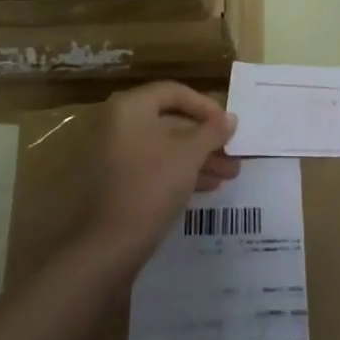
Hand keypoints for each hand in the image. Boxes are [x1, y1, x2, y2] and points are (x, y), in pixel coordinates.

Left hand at [81, 82, 239, 266]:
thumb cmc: (150, 186)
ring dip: (197, 158)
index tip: (229, 125)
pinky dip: (178, 172)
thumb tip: (230, 118)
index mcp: (130, 107)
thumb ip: (212, 132)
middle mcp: (117, 124)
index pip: (174, 92)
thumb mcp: (189, 154)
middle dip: (205, 139)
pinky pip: (152, 166)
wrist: (106, 248)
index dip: (205, 106)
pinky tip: (206, 187)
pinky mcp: (115, 182)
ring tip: (228, 175)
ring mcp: (113, 154)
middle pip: (170, 121)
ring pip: (164, 147)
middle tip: (233, 155)